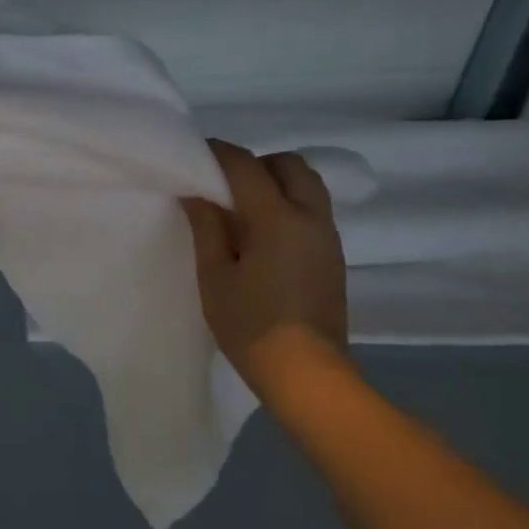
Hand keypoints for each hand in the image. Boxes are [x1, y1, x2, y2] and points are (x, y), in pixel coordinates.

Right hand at [181, 140, 347, 388]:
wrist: (307, 375)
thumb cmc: (251, 326)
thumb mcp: (215, 276)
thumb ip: (207, 226)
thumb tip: (198, 192)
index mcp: (278, 219)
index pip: (246, 166)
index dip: (218, 153)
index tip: (194, 154)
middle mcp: (310, 217)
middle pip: (288, 164)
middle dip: (255, 163)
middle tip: (224, 186)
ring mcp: (328, 236)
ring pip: (307, 184)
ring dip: (276, 182)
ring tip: (244, 209)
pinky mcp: (334, 256)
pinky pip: (313, 209)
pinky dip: (288, 204)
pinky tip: (263, 234)